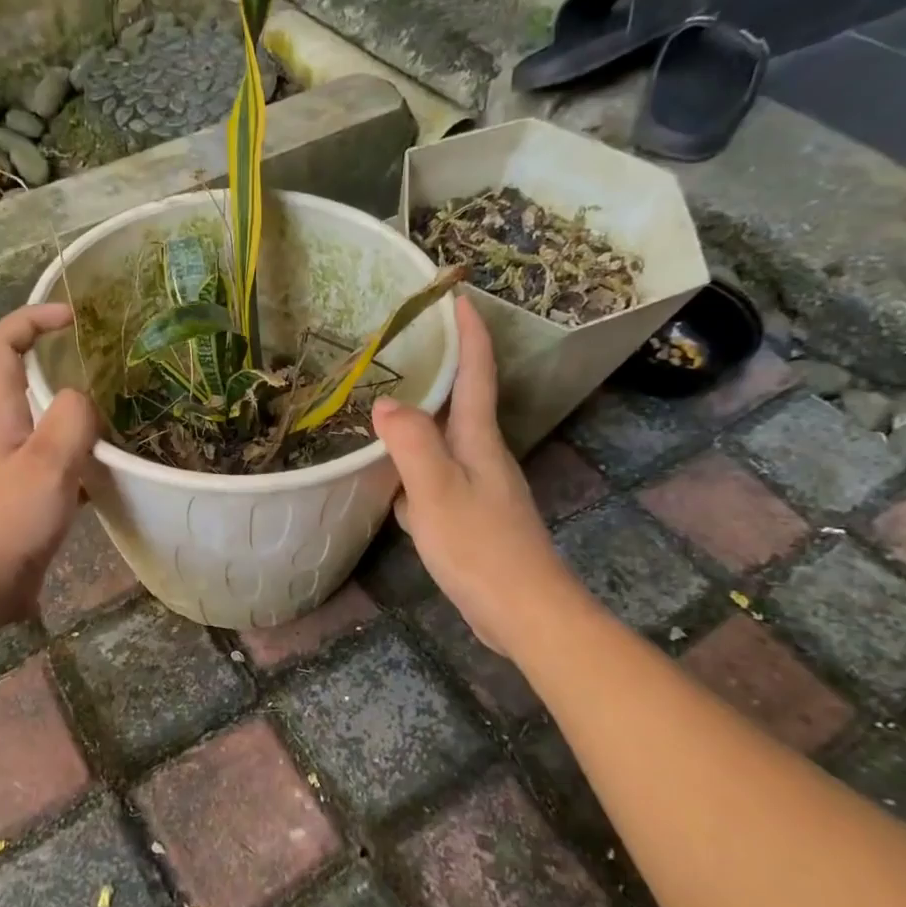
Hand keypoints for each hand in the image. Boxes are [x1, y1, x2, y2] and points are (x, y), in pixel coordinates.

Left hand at [0, 305, 100, 619]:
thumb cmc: (10, 521)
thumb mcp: (47, 464)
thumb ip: (71, 421)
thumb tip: (85, 400)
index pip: (0, 345)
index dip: (31, 318)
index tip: (72, 316)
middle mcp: (2, 430)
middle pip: (25, 377)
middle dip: (62, 360)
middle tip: (109, 364)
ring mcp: (13, 462)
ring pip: (47, 420)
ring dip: (79, 410)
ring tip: (122, 411)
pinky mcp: (27, 492)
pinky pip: (58, 457)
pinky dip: (84, 453)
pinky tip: (114, 467)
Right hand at [372, 297, 564, 656]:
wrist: (523, 611)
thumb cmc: (481, 546)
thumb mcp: (437, 491)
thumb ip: (411, 443)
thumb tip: (385, 402)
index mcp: (478, 439)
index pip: (476, 371)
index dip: (468, 332)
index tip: (454, 294)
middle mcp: (482, 454)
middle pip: (460, 400)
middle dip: (439, 368)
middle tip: (401, 345)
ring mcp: (477, 486)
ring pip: (443, 440)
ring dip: (420, 418)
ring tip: (383, 403)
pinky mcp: (469, 515)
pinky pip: (434, 476)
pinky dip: (411, 467)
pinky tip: (388, 480)